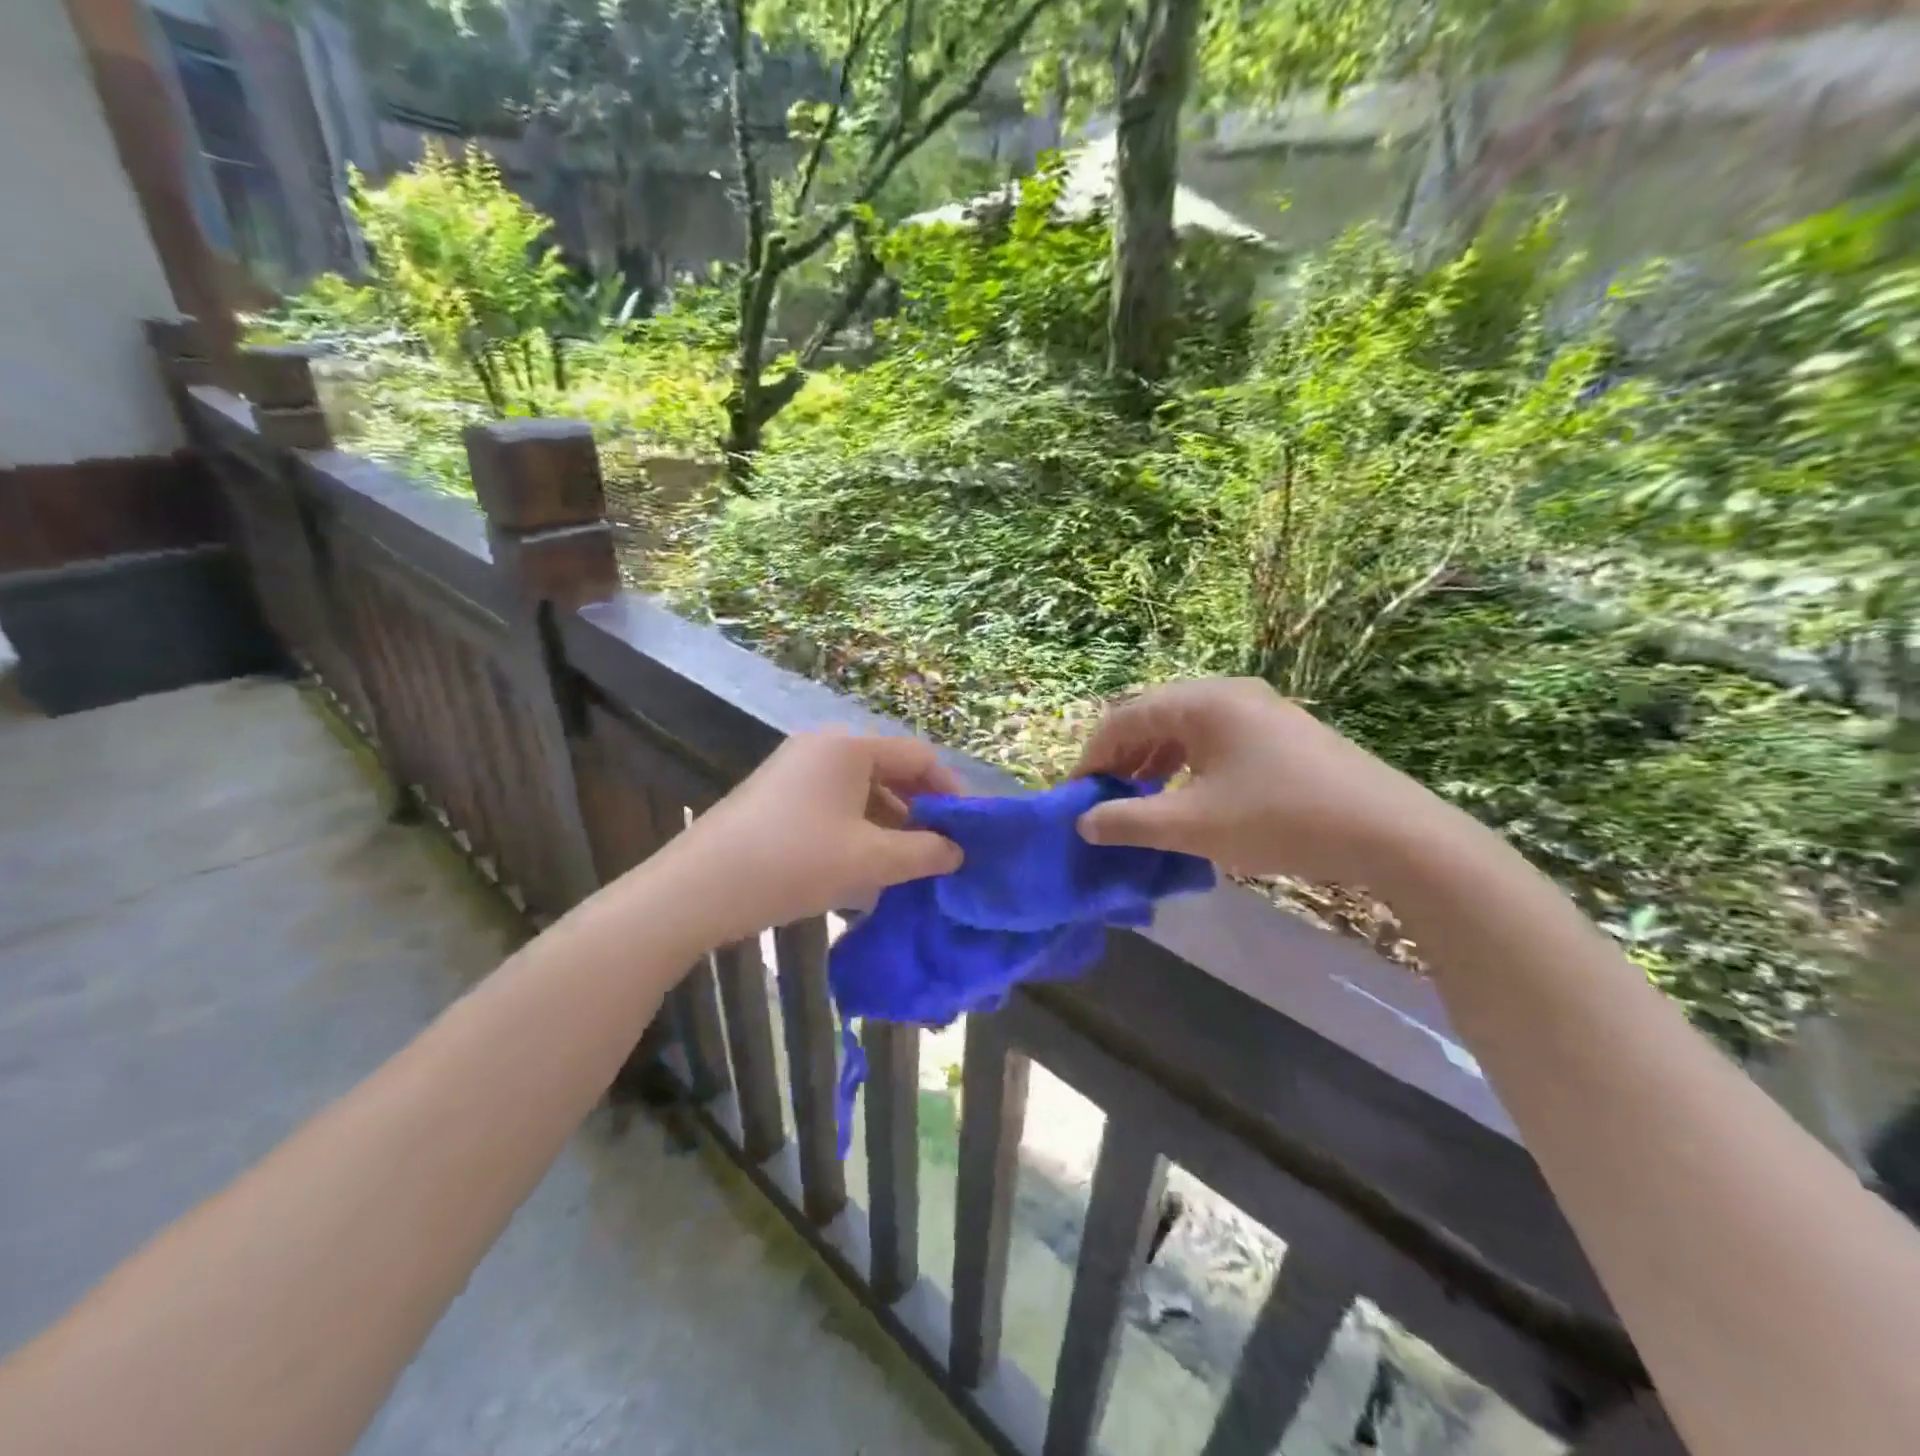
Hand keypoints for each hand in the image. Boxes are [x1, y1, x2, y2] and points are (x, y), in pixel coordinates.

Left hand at [674, 731, 963, 939]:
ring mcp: (796, 771)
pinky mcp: (777, 797)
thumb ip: (924, 852)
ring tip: (906, 870)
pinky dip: (858, 833)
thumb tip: (957, 851)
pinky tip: (864, 873)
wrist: (700, 888)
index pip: (920, 757)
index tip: (969, 831)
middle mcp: (824, 747)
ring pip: (862, 793)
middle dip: (920, 813)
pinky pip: (834, 807)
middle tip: (941, 852)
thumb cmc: (795, 861)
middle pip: (891, 772)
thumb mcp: (870, 859)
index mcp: (850, 747)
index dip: (951, 792)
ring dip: (890, 828)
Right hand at [1073, 678, 1465, 887]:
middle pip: (1154, 716)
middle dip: (1122, 757)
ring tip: (1139, 797)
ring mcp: (1261, 709)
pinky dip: (1188, 763)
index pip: (1125, 717)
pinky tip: (1187, 794)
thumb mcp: (1192, 825)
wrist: (1391, 832)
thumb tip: (1085, 822)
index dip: (1093, 756)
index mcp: (1203, 701)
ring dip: (1154, 760)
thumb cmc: (1280, 819)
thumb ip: (1129, 820)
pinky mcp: (1282, 732)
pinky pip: (1216, 738)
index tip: (1075, 795)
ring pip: (1186, 727)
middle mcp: (1229, 692)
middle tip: (1104, 798)